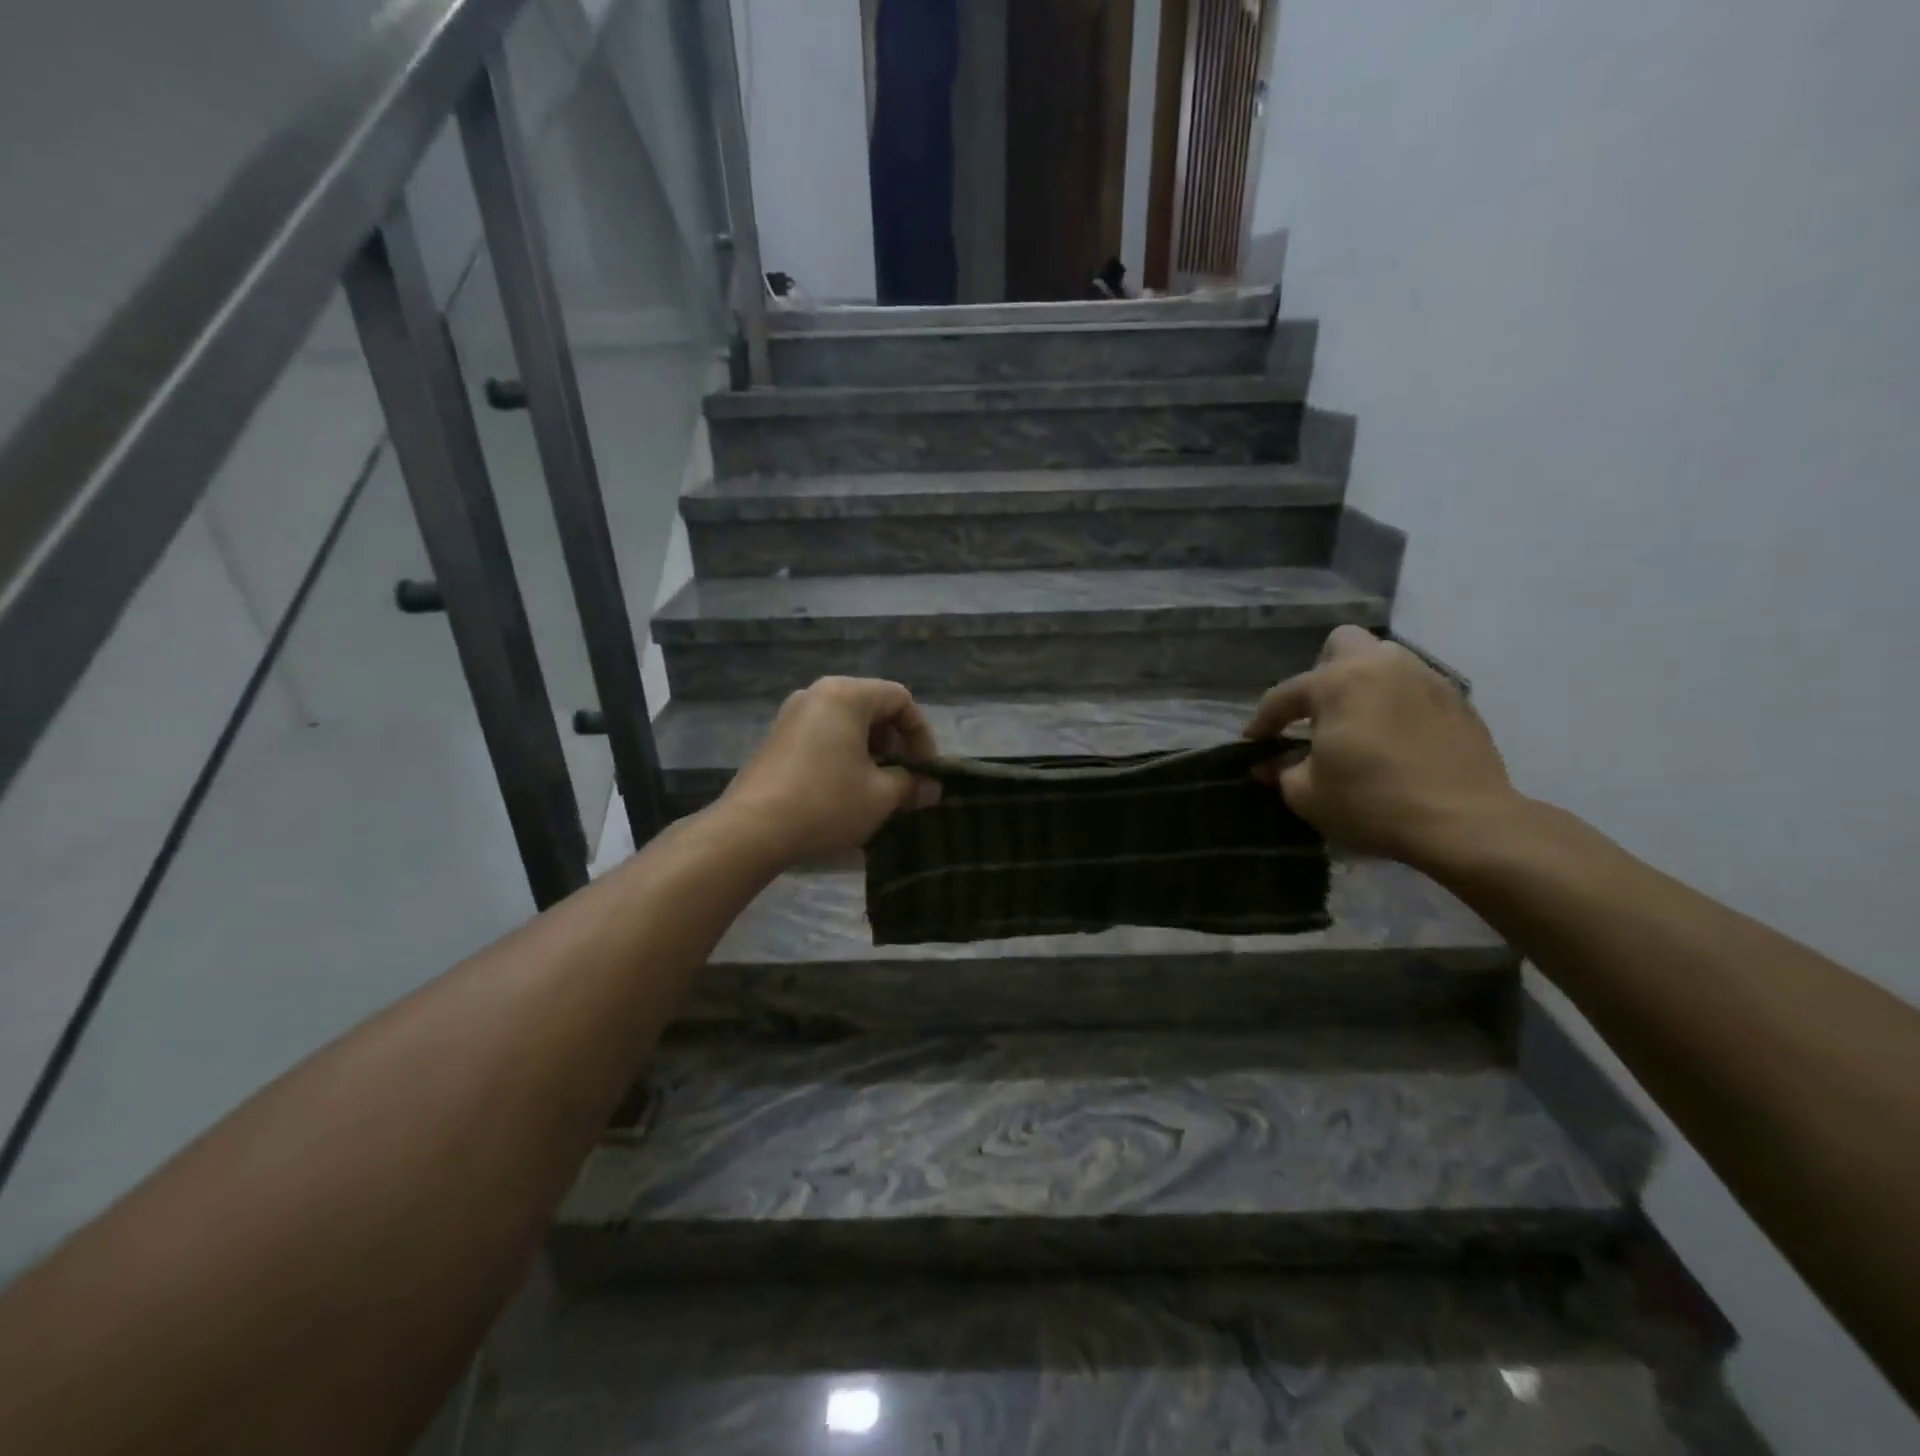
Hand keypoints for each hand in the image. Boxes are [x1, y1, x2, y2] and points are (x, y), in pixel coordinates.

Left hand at [719, 677, 941, 863]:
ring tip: (878, 788)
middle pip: (872, 707)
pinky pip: (823, 735)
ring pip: (847, 722)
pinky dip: (844, 754)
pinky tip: (846, 790)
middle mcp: (817, 694)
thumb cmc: (826, 802)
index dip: (921, 734)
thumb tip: (931, 788)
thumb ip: (911, 785)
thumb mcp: (880, 796)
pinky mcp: (777, 738)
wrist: (752, 829)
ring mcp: (792, 715)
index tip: (925, 770)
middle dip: (896, 743)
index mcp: (846, 695)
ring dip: (871, 751)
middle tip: (904, 778)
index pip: (900, 698)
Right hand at [1244, 626, 1521, 866]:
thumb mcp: (1308, 794)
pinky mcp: (1457, 700)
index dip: (1263, 722)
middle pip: (1341, 644)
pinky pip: (1414, 687)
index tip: (1254, 743)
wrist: (1464, 823)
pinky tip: (1396, 739)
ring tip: (1358, 723)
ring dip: (1363, 684)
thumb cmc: (1372, 803)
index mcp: (1336, 683)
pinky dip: (1397, 703)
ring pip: (1383, 661)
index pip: (1283, 696)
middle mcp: (1380, 666)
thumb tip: (1266, 765)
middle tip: (1318, 713)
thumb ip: (1281, 771)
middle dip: (1322, 673)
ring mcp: (1424, 678)